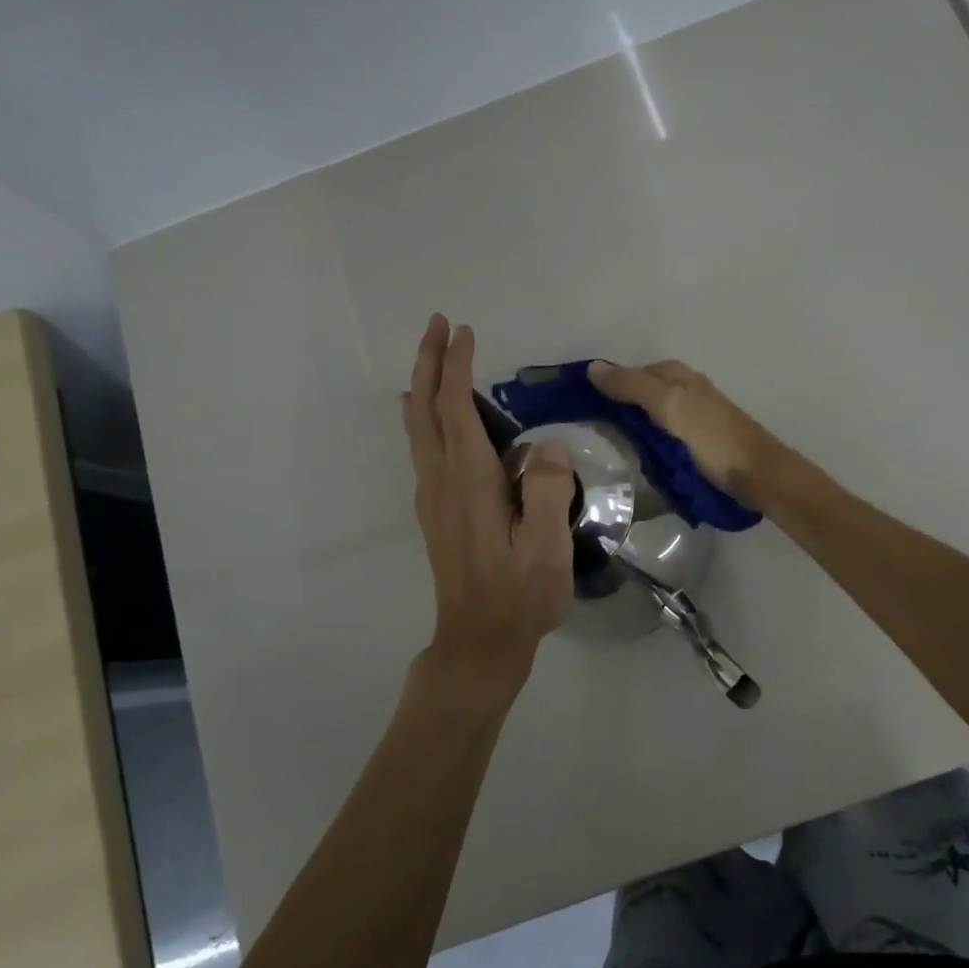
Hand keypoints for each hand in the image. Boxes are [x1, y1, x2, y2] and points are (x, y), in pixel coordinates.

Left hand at [401, 315, 576, 711]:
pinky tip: (427, 416)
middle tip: (438, 325)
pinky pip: (424, 448)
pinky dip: (424, 417)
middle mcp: (442, 482)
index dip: (457, 368)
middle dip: (429, 363)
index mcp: (469, 483)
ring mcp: (434, 498)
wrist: (478, 642)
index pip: (455, 410)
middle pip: (426, 410)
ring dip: (424, 385)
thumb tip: (548, 446)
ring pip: (420, 428)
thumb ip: (548, 492)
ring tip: (433, 356)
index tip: (463, 331)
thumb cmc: (518, 596)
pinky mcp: (437, 513)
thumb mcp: (546, 549)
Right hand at [587, 359, 787, 508]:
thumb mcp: (670, 406)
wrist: (758, 475)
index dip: (607, 384)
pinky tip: (639, 456)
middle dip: (618, 407)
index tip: (578, 404)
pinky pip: (664, 435)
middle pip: (642, 393)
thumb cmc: (713, 438)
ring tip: (606, 446)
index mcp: (678, 376)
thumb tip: (592, 368)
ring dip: (632, 427)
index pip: (632, 373)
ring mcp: (694, 418)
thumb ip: (633, 386)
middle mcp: (687, 390)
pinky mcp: (700, 443)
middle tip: (588, 430)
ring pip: (653, 416)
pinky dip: (648, 442)